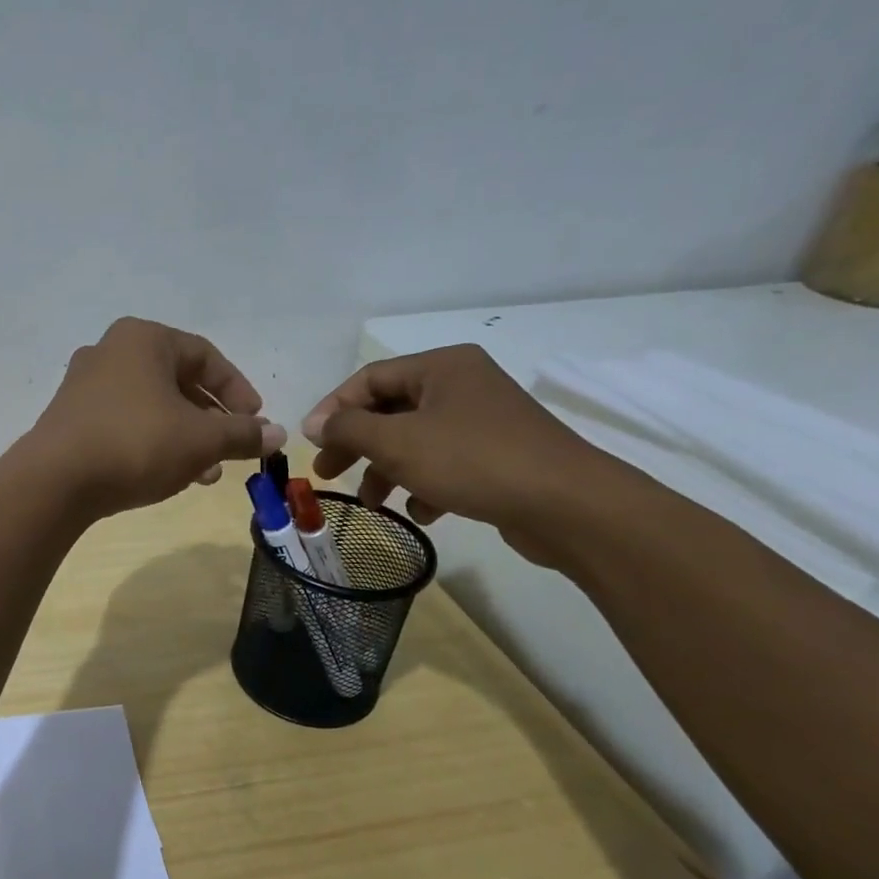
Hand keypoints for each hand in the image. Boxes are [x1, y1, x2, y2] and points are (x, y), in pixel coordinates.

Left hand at [25, 317, 285, 517]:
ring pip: (151, 406)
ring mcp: (84, 385)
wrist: (54, 480)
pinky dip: (151, 442)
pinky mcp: (69, 417)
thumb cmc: (136, 443)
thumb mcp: (200, 440)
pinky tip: (165, 475)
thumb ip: (242, 434)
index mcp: (143, 338)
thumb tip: (278, 435)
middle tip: (231, 450)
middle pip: (177, 381)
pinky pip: (123, 422)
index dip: (237, 390)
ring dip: (183, 437)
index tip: (256, 421)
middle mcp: (110, 351)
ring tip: (205, 474)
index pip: (205, 356)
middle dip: (210, 420)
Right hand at [300, 344, 627, 562]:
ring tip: (373, 503)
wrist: (567, 505)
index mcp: (441, 366)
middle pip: (390, 411)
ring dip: (387, 471)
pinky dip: (425, 485)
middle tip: (329, 474)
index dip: (333, 410)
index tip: (311, 444)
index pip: (369, 379)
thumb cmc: (472, 461)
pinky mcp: (499, 456)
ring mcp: (484, 421)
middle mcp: (463, 385)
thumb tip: (315, 423)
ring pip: (416, 441)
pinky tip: (424, 512)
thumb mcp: (396, 442)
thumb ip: (347, 428)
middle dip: (357, 445)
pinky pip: (446, 463)